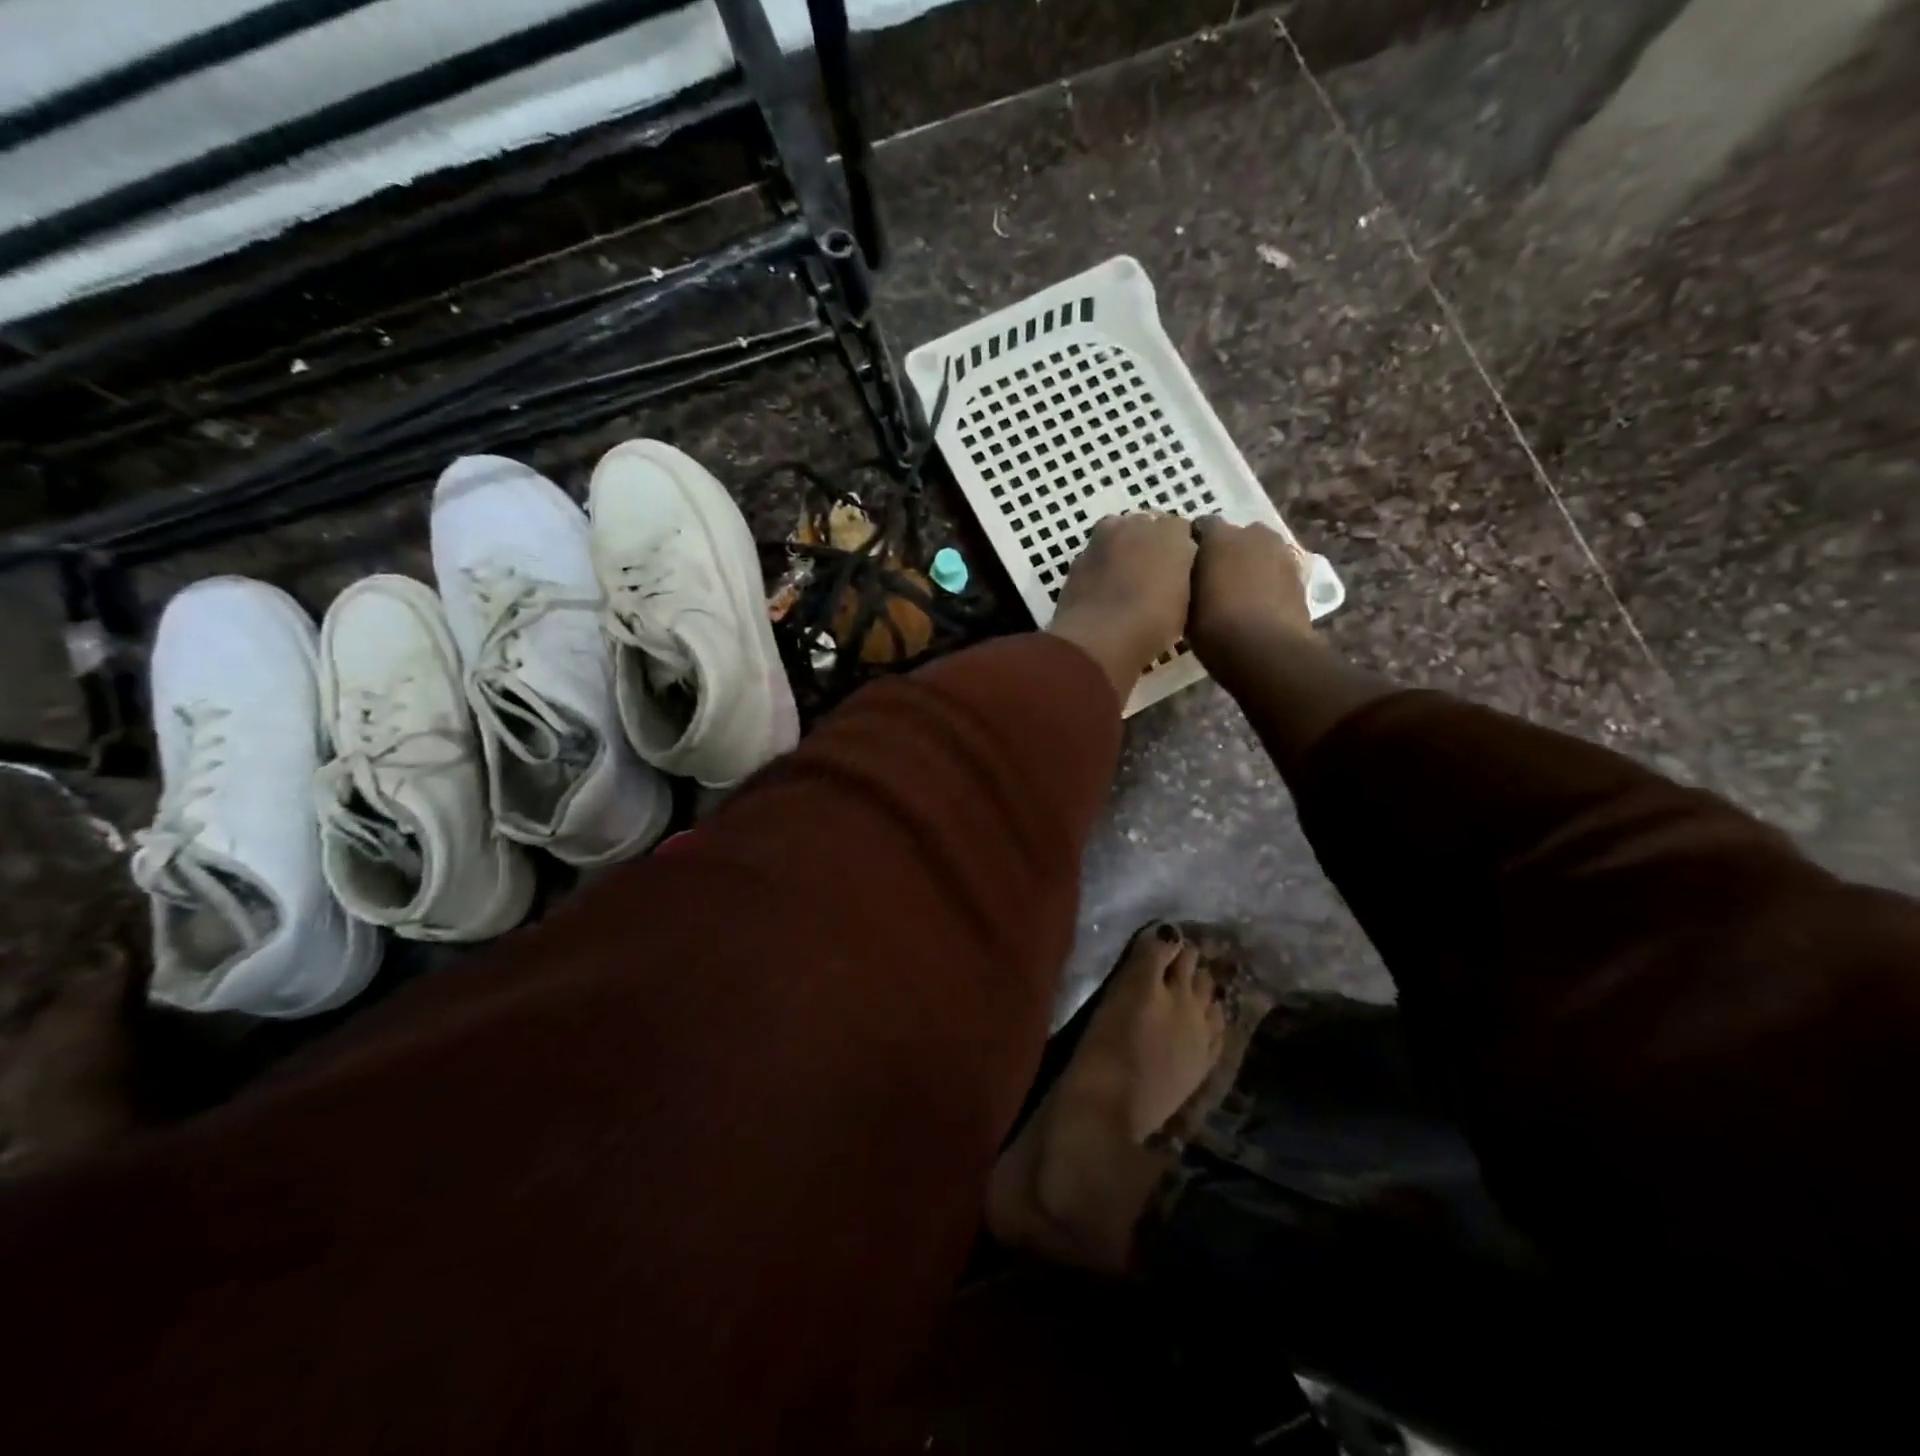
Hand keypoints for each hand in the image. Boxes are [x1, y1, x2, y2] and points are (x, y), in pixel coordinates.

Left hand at [1048, 512, 1196, 697]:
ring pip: (1117, 538)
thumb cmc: (1152, 623)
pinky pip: (1095, 558)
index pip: (1181, 530)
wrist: (1097, 639)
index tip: (1178, 575)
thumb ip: (1181, 576)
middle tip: (1152, 578)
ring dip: (1122, 553)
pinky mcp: (1076, 559)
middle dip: (1149, 546)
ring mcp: (1101, 539)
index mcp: (1171, 532)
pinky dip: (1100, 569)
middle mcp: (1135, 525)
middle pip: (1146, 527)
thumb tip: (1173, 572)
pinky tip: (1103, 594)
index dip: (1180, 552)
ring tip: (1126, 585)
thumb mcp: (1185, 604)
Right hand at [1188, 517, 1316, 668]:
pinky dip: (1267, 582)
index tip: (1185, 563)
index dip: (1193, 544)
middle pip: (1236, 536)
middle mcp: (1252, 535)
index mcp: (1219, 537)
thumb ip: (1185, 582)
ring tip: (1237, 592)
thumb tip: (1186, 577)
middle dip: (1226, 551)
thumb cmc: (1215, 627)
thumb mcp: (1184, 606)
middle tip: (1212, 578)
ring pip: (1259, 552)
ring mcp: (1281, 553)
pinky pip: (1276, 572)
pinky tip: (1257, 604)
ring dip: (1249, 565)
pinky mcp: (1300, 576)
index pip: (1201, 526)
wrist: (1268, 651)